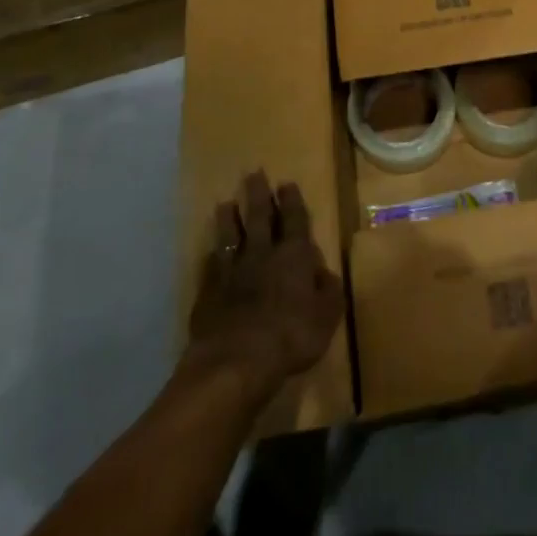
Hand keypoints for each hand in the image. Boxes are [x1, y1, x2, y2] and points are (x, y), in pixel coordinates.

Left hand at [187, 171, 343, 397]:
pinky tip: (210, 252)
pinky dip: (212, 256)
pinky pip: (211, 266)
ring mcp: (232, 272)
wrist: (235, 361)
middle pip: (260, 218)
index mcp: (294, 256)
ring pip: (230, 236)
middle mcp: (262, 254)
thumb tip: (323, 272)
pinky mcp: (208, 293)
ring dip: (229, 219)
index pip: (295, 220)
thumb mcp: (326, 316)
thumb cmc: (291, 336)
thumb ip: (328, 290)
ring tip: (226, 203)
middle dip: (259, 195)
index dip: (292, 201)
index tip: (286, 182)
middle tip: (254, 173)